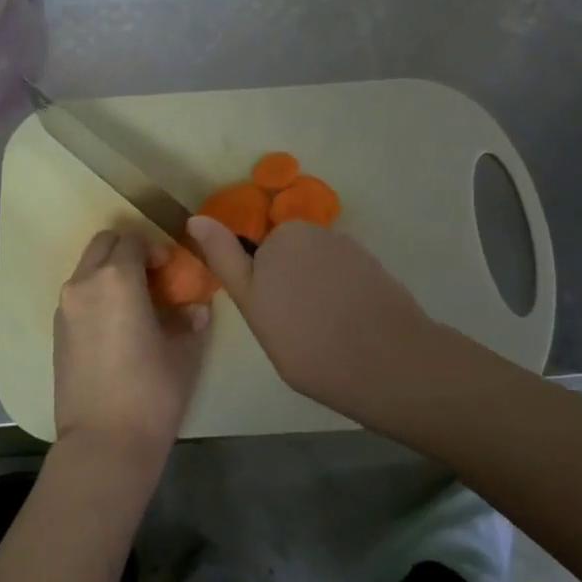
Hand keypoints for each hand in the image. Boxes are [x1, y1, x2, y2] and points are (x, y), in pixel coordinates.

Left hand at [53, 231, 207, 464]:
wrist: (103, 443)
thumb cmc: (151, 393)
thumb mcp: (183, 354)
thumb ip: (190, 321)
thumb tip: (195, 308)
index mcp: (117, 279)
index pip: (132, 240)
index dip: (154, 249)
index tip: (170, 271)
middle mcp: (84, 284)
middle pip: (103, 244)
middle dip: (127, 252)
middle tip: (151, 279)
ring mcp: (65, 308)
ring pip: (86, 270)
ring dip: (109, 273)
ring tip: (134, 305)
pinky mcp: (56, 332)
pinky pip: (77, 296)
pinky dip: (95, 296)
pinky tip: (115, 327)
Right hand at [187, 217, 436, 427]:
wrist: (386, 362)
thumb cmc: (306, 341)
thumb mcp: (252, 304)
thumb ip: (225, 258)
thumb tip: (195, 219)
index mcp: (281, 237)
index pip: (258, 256)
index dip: (262, 288)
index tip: (272, 318)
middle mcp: (316, 232)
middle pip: (290, 258)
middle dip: (288, 285)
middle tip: (292, 330)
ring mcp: (351, 249)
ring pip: (318, 270)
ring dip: (317, 293)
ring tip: (324, 334)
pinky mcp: (376, 268)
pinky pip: (346, 279)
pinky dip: (343, 298)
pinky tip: (349, 329)